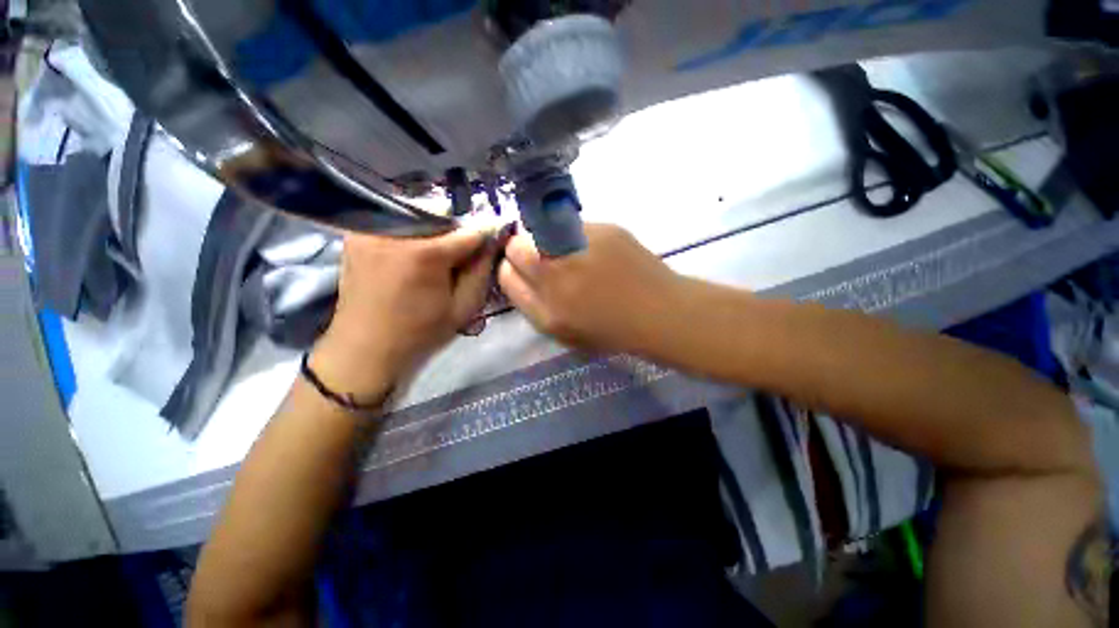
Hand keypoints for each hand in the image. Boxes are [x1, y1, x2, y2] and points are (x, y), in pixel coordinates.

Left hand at [311, 228, 497, 400]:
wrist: (365, 349)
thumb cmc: (420, 333)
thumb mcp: (463, 308)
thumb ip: (481, 271)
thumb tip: (492, 242)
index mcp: (425, 254)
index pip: (469, 232)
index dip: (485, 237)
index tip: (494, 242)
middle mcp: (394, 232)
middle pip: (442, 217)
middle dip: (457, 234)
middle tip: (461, 258)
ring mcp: (370, 230)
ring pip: (418, 216)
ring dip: (435, 233)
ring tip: (436, 259)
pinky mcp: (356, 235)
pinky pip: (395, 223)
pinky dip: (412, 235)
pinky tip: (413, 257)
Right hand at [498, 223, 684, 353]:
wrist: (660, 313)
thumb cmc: (612, 331)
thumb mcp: (564, 333)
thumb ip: (534, 305)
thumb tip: (517, 274)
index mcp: (547, 310)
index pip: (506, 276)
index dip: (511, 270)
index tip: (522, 270)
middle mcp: (557, 276)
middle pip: (517, 247)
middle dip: (521, 250)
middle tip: (542, 257)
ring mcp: (580, 248)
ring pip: (542, 231)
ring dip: (547, 240)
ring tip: (571, 254)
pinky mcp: (604, 230)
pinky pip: (572, 227)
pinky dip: (574, 236)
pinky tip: (594, 251)